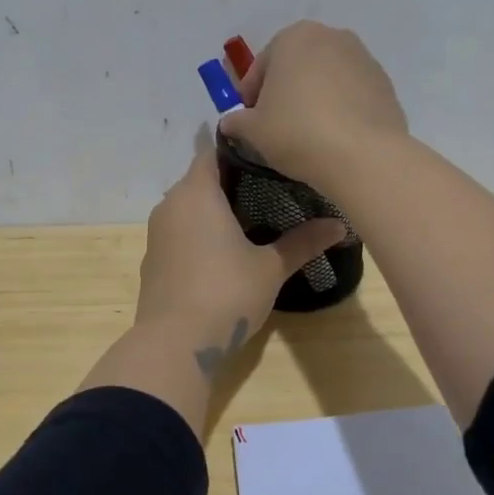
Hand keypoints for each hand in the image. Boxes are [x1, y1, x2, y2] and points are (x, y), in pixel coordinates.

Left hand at [137, 142, 345, 370]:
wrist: (175, 344)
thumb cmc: (226, 292)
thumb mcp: (271, 267)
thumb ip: (303, 242)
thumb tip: (340, 226)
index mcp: (197, 192)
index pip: (213, 151)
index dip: (239, 150)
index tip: (267, 156)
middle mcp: (171, 204)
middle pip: (200, 179)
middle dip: (230, 182)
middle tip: (269, 188)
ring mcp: (157, 233)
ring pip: (187, 207)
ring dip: (213, 210)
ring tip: (251, 218)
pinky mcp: (153, 259)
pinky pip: (178, 232)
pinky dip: (198, 233)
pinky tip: (222, 252)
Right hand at [218, 22, 408, 187]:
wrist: (363, 155)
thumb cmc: (297, 132)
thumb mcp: (254, 130)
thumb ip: (237, 121)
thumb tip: (230, 123)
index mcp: (294, 37)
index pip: (262, 66)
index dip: (251, 95)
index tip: (248, 120)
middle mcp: (332, 37)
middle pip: (297, 66)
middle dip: (285, 91)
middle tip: (276, 125)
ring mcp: (364, 59)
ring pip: (328, 78)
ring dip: (315, 98)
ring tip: (308, 133)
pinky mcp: (386, 84)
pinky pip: (352, 94)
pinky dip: (341, 109)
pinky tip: (335, 137)